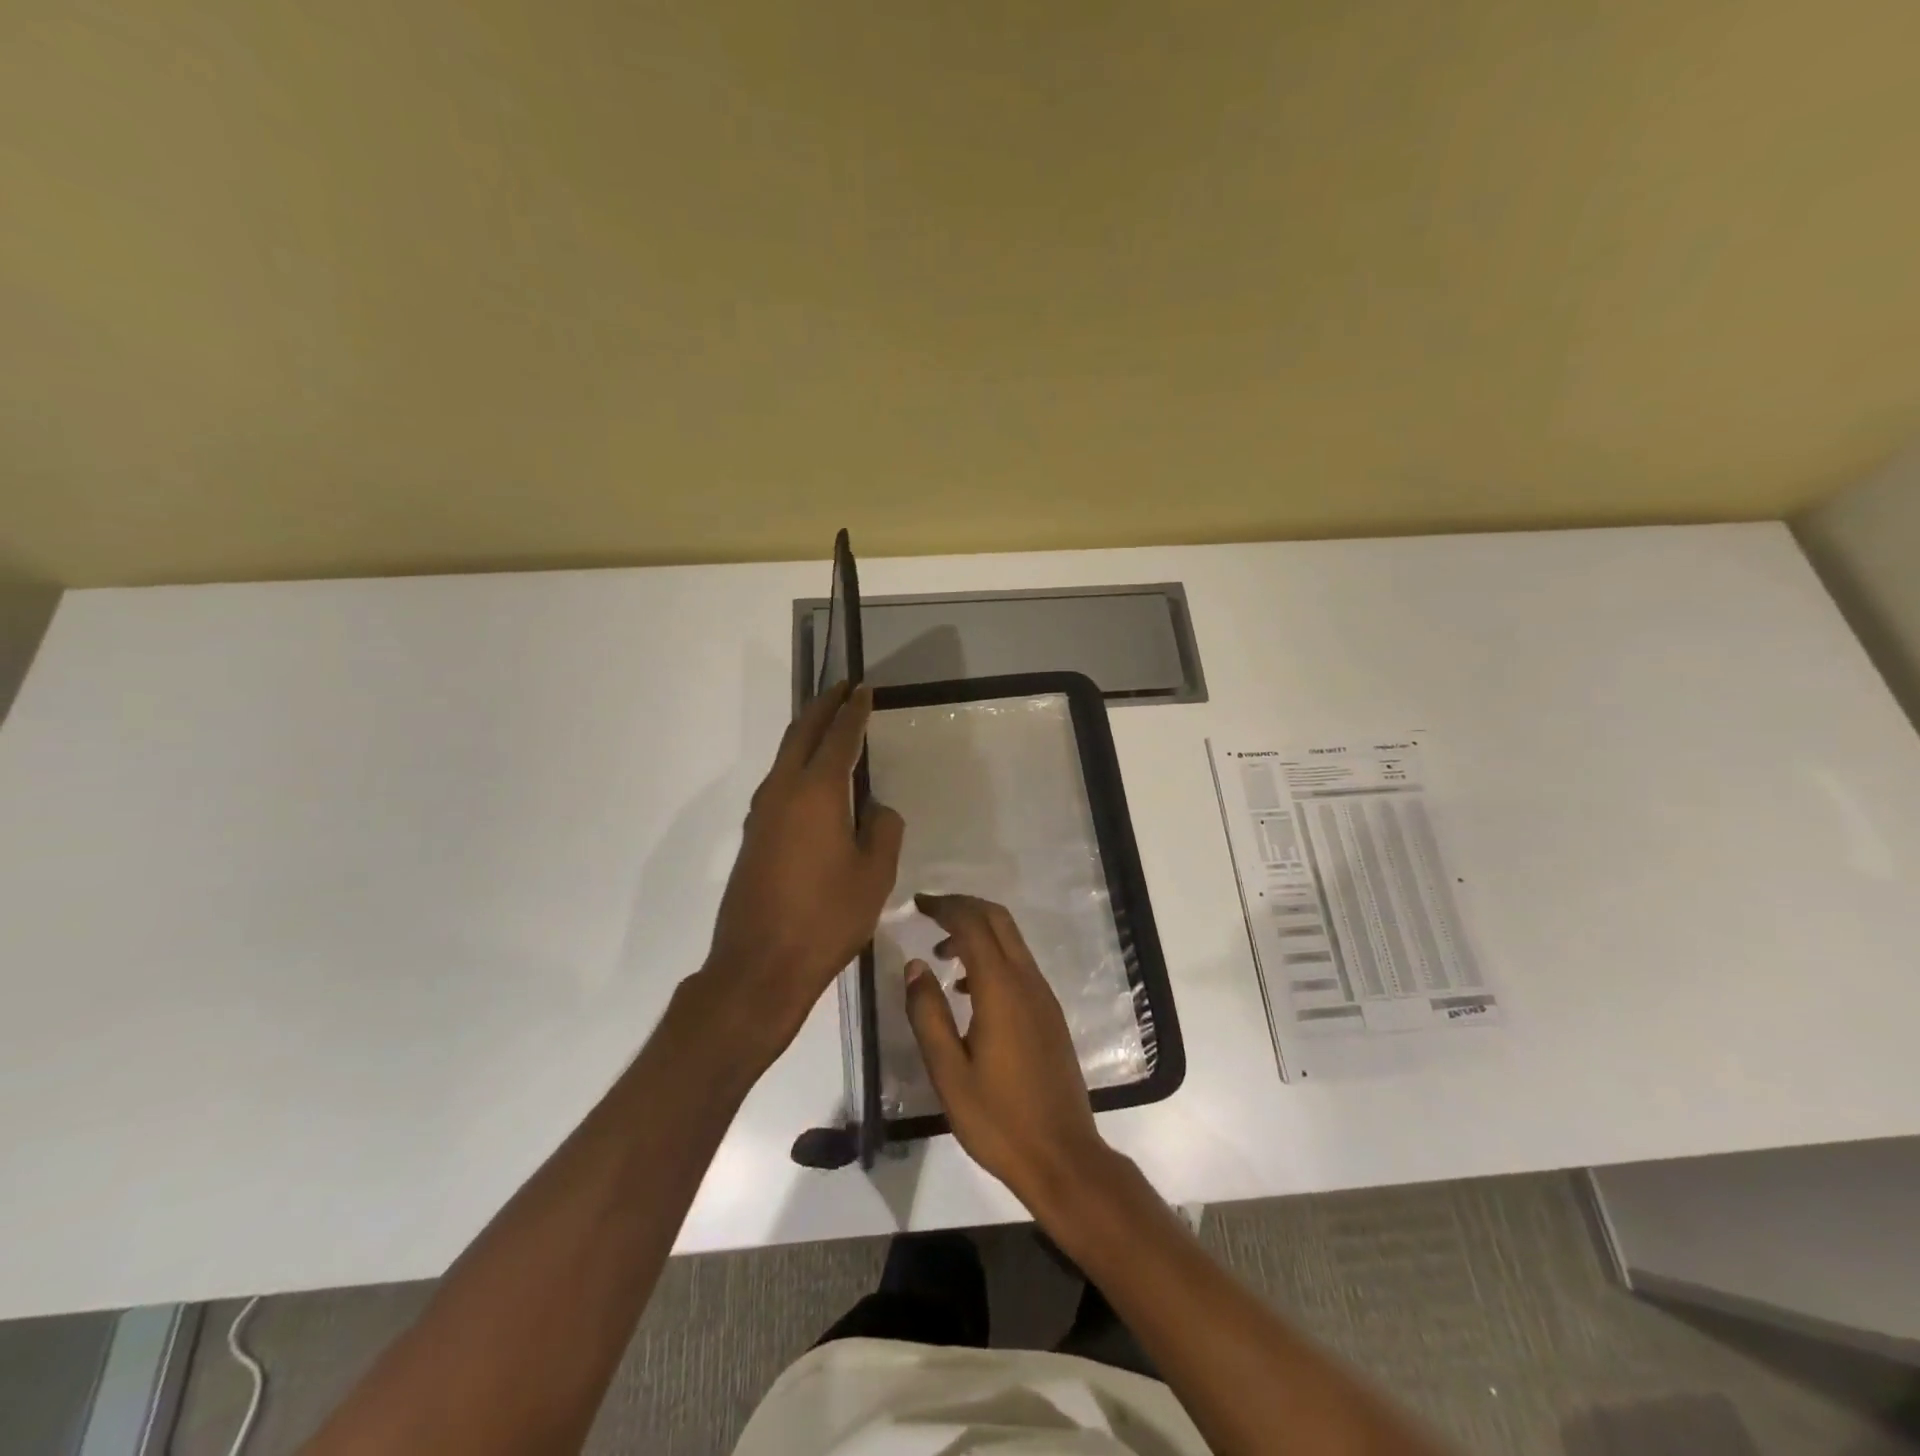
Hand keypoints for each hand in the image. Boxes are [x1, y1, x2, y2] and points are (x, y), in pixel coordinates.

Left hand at [698, 683, 904, 1072]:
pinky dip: (798, 765)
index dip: (854, 711)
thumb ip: (884, 830)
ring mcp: (762, 814)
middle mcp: (783, 791)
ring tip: (829, 725)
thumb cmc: (826, 918)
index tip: (864, 689)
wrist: (759, 966)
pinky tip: (814, 780)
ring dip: (807, 734)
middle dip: (823, 706)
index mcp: (817, 792)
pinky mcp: (754, 837)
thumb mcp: (875, 875)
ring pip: (785, 757)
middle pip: (802, 734)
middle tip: (842, 687)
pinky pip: (780, 784)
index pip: (839, 737)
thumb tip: (876, 809)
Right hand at [904, 893, 1114, 1210]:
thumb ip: (928, 1015)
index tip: (917, 904)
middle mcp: (1027, 982)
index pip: (973, 926)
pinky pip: (1019, 965)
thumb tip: (914, 966)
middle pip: (998, 920)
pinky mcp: (1050, 1014)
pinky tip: (967, 990)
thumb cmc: (998, 1119)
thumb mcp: (949, 1072)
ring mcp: (1043, 997)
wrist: (1062, 1156)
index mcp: (1001, 989)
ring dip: (978, 932)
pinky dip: (992, 957)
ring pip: (1011, 941)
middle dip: (964, 907)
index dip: (945, 907)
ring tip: (940, 953)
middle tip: (929, 912)